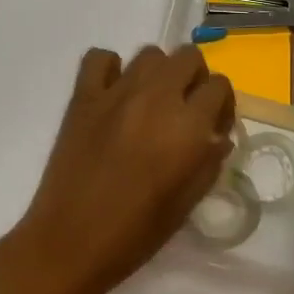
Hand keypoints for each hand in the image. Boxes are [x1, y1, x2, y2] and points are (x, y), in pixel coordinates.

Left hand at [9, 45, 235, 293]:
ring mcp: (116, 91)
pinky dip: (110, 68)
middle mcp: (156, 97)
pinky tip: (113, 93)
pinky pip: (99, 58)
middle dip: (194, 79)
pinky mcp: (83, 95)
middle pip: (188, 57)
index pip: (219, 86)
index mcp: (187, 126)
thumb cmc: (135, 232)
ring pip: (149, 54)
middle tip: (185, 110)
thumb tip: (216, 137)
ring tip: (150, 103)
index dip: (222, 105)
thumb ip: (208, 162)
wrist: (71, 240)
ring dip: (158, 73)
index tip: (213, 128)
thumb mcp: (187, 202)